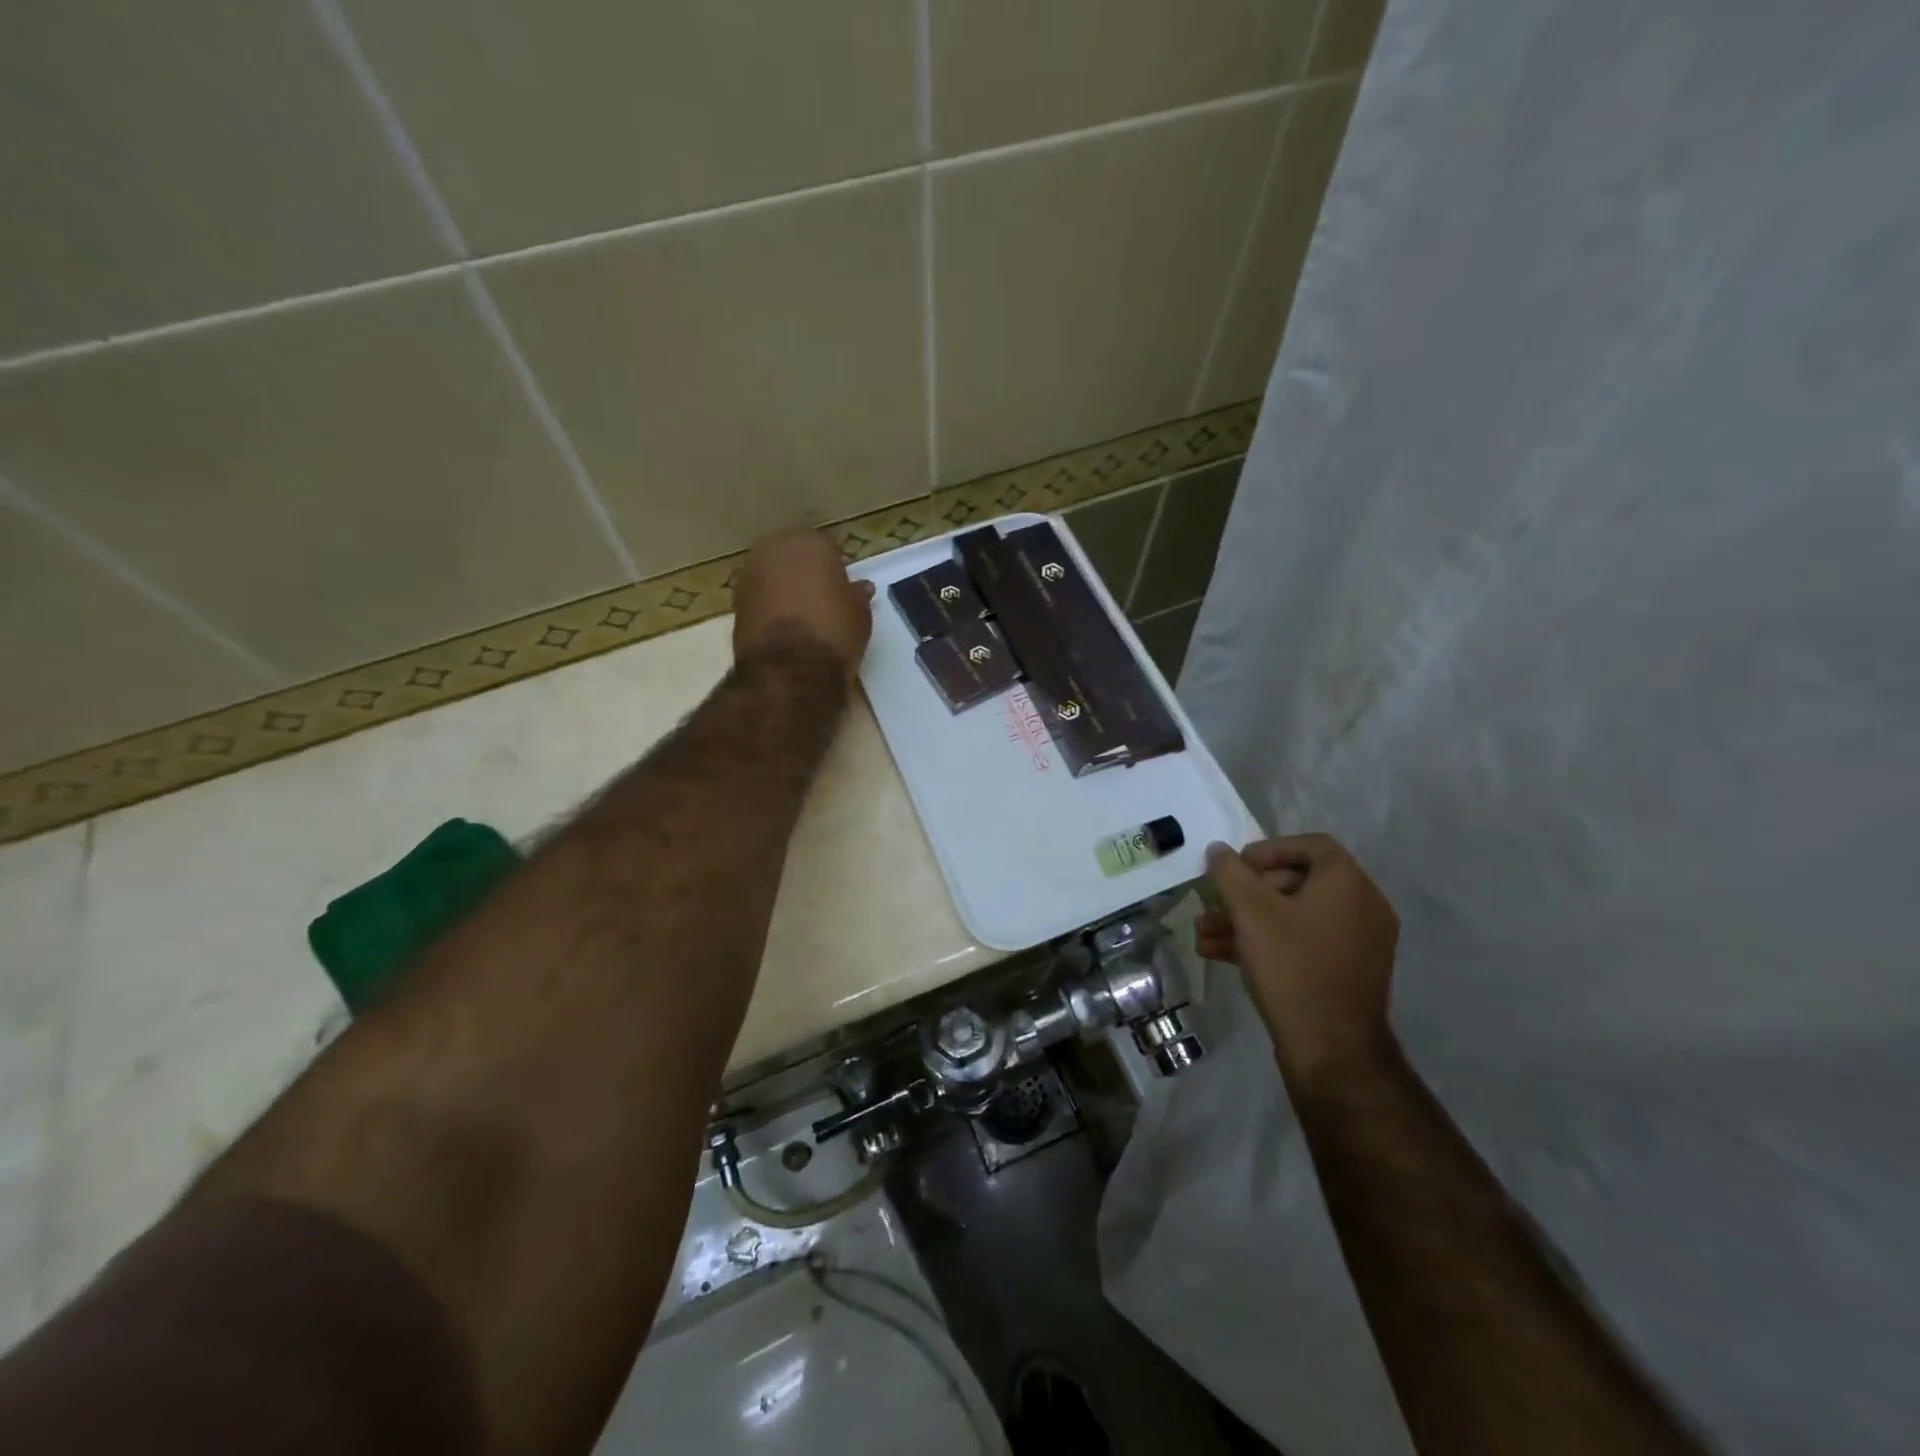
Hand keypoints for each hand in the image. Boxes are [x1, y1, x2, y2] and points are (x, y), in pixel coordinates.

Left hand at [732, 530, 875, 681]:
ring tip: (803, 619)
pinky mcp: (734, 604)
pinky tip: (784, 631)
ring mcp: (749, 575)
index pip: (827, 549)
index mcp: (809, 542)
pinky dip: (770, 610)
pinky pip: (760, 600)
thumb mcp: (860, 614)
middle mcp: (774, 549)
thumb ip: (857, 595)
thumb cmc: (833, 631)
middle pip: (794, 558)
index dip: (835, 570)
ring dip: (784, 591)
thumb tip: (859, 588)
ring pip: (773, 578)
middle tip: (821, 602)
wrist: (788, 670)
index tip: (842, 590)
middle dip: (805, 575)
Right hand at [1199, 834, 1399, 1089]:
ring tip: (1205, 932)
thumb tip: (1219, 850)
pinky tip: (1221, 954)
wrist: (1331, 1048)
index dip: (1269, 849)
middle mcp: (1362, 907)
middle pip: (1299, 882)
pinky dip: (1267, 942)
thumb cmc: (1291, 966)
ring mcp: (1358, 943)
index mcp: (1349, 884)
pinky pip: (1304, 942)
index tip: (1237, 866)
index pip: (1311, 845)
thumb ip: (1230, 873)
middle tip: (1218, 901)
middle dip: (1249, 891)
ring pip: (1294, 916)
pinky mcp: (1346, 972)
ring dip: (1248, 920)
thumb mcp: (1250, 912)